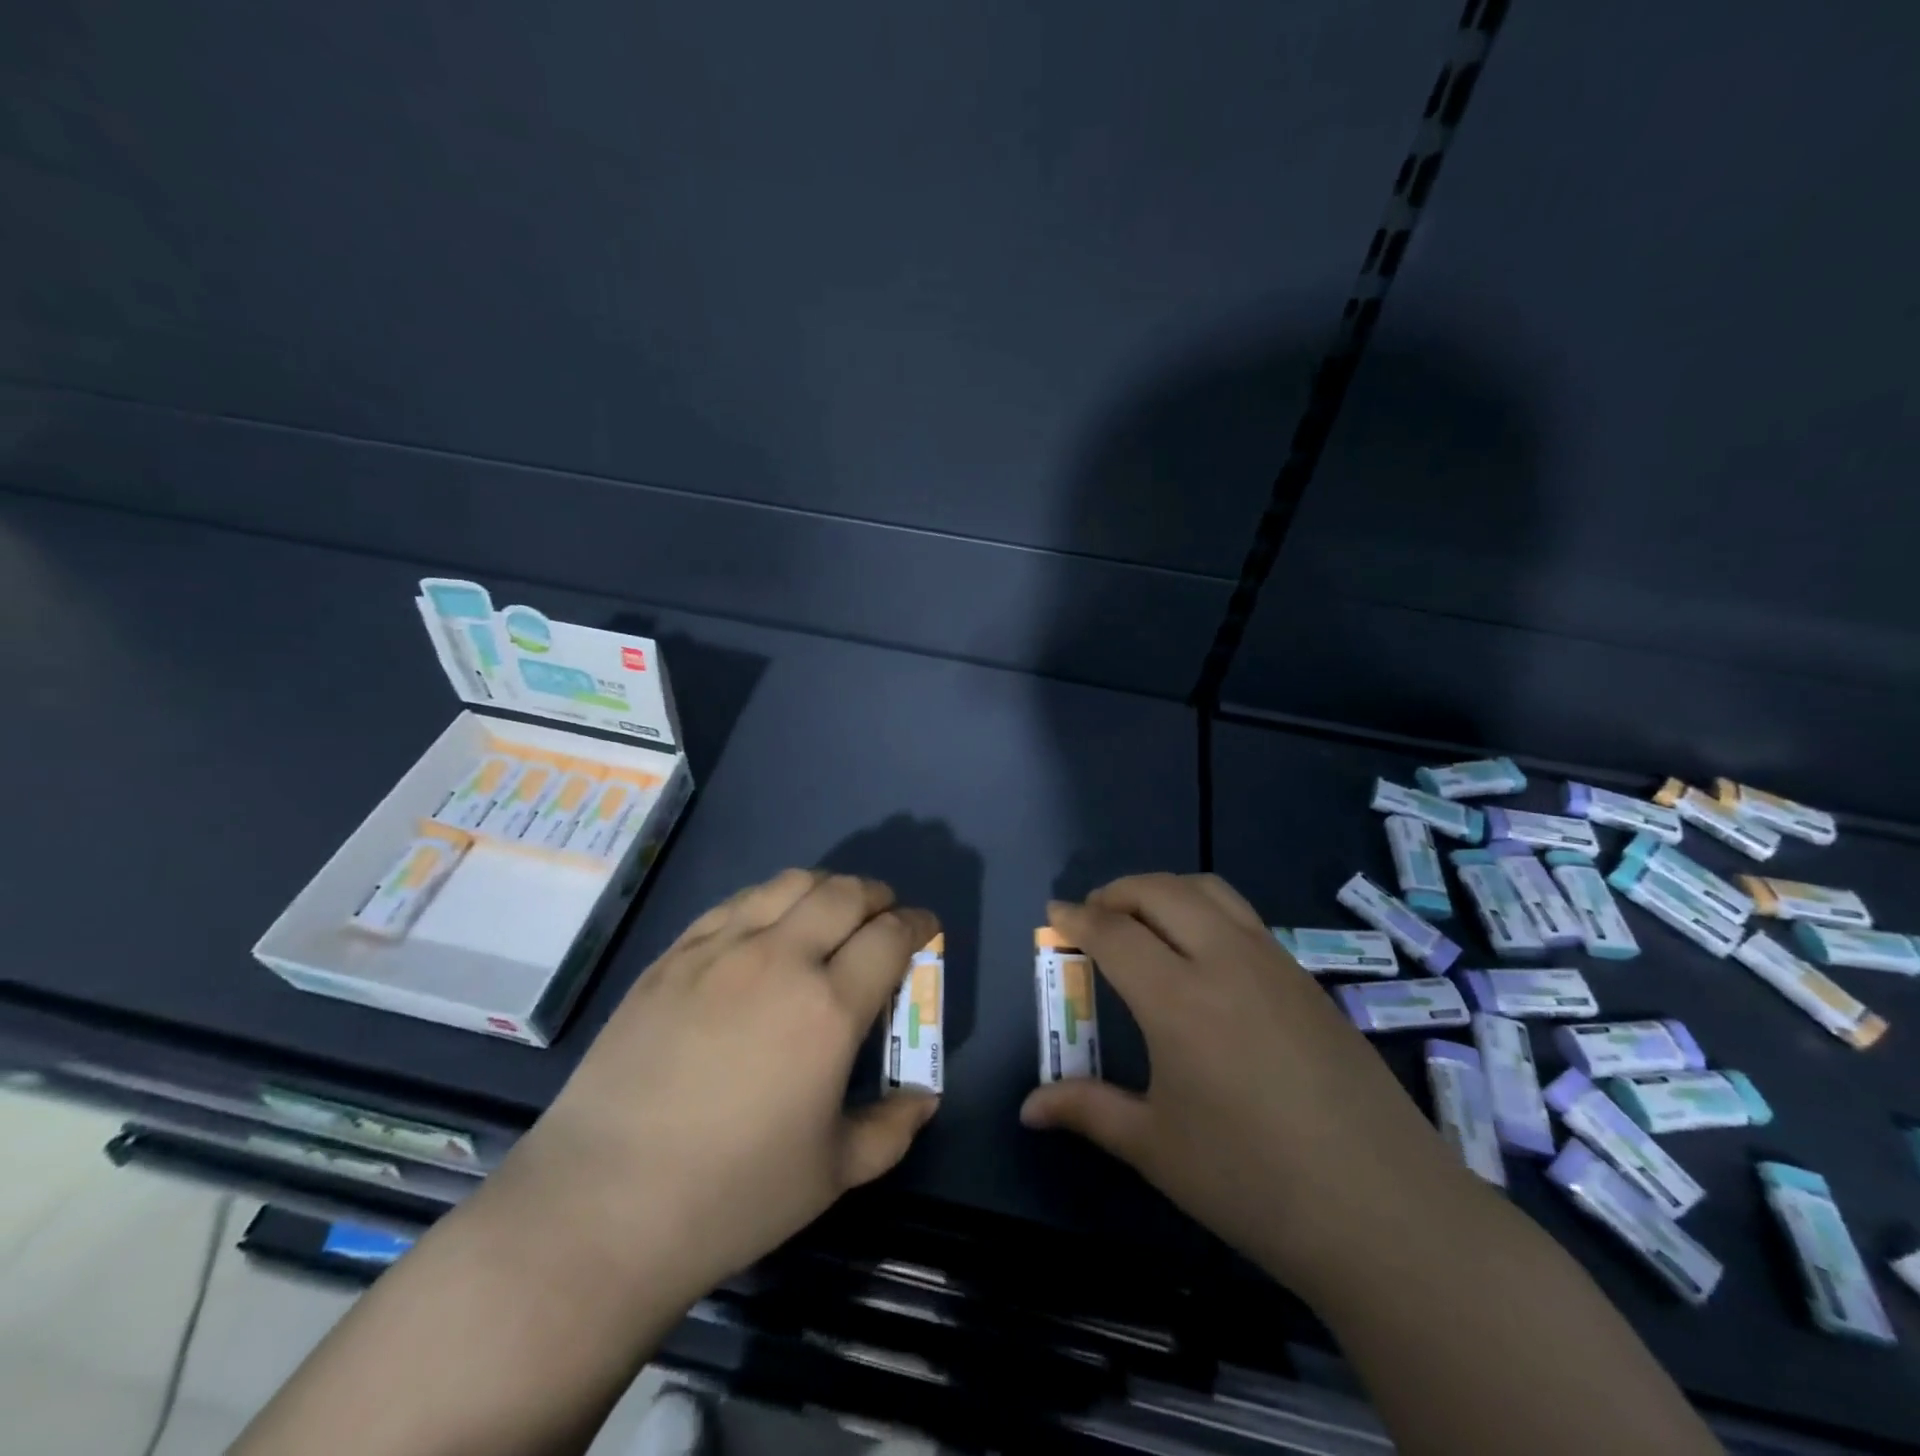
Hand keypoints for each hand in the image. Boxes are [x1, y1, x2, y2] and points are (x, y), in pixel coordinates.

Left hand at [498, 869, 939, 1302]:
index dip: (918, 924)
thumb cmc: (731, 1195)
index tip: (926, 929)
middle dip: (878, 895)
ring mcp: (720, 950)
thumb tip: (925, 1098)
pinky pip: (735, 903)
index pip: (891, 936)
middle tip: (885, 915)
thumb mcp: (833, 1173)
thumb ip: (892, 1128)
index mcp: (828, 1008)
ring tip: (831, 910)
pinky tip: (767, 925)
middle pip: (845, 894)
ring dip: (825, 887)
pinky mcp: (674, 955)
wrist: (601, 1205)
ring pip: (789, 884)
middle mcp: (780, 960)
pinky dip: (769, 900)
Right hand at [1020, 874, 1475, 1292]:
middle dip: (1117, 892)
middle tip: (1093, 916)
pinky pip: (1243, 917)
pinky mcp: (1307, 979)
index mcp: (1178, 999)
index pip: (1114, 932)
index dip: (1076, 919)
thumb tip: (1028, 1108)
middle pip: (1160, 891)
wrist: (1387, 1212)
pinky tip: (1202, 955)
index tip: (1054, 916)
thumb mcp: (1157, 1148)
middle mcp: (1225, 961)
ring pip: (1208, 890)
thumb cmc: (1255, 1183)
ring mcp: (1274, 964)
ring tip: (1143, 921)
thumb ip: (1088, 1111)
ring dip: (1164, 890)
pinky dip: (1204, 910)